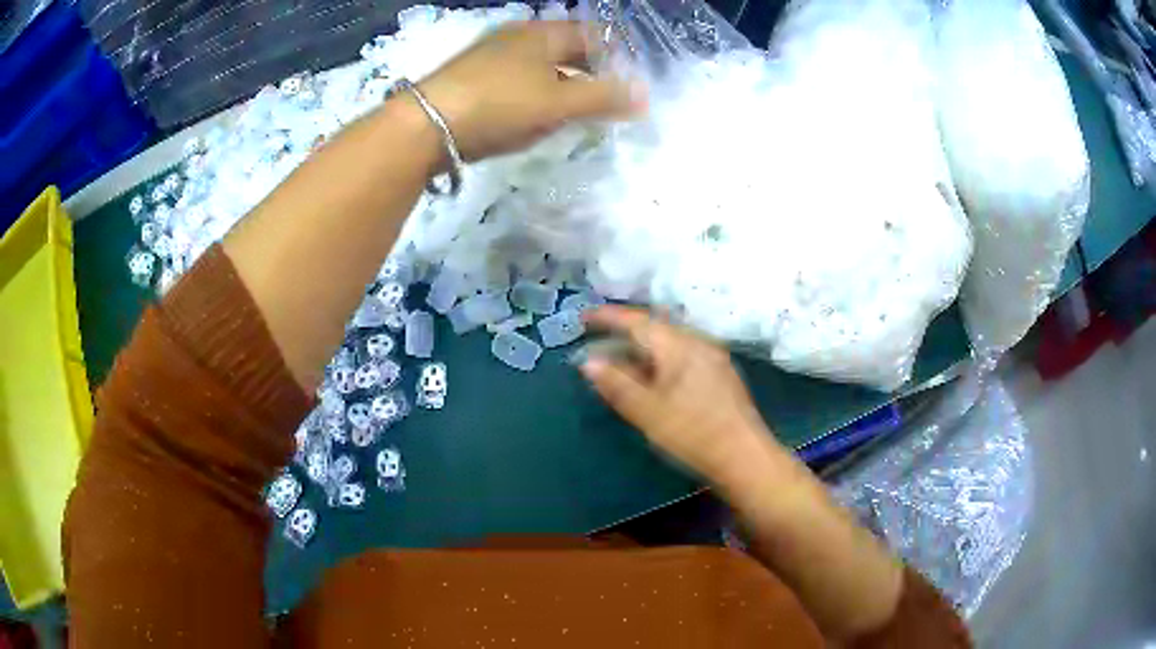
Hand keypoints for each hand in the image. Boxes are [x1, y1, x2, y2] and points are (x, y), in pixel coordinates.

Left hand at [418, 21, 642, 160]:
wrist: (425, 125)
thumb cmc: (500, 105)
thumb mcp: (558, 103)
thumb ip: (604, 98)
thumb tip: (645, 95)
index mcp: (542, 33)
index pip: (592, 34)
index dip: (614, 55)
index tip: (626, 83)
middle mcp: (516, 36)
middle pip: (564, 48)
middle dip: (588, 71)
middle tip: (603, 100)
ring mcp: (490, 55)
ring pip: (538, 65)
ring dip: (560, 84)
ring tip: (571, 112)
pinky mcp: (471, 78)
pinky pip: (515, 80)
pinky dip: (532, 94)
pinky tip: (530, 116)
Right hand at [579, 306, 786, 485]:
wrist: (745, 457)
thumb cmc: (693, 433)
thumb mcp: (647, 411)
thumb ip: (616, 384)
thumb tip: (588, 361)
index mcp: (679, 345)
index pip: (637, 321)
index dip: (608, 317)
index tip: (583, 317)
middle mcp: (698, 343)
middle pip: (656, 328)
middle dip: (625, 330)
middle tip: (598, 336)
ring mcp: (713, 358)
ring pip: (670, 342)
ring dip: (643, 346)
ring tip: (620, 356)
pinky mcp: (720, 375)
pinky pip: (682, 355)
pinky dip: (659, 359)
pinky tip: (653, 376)